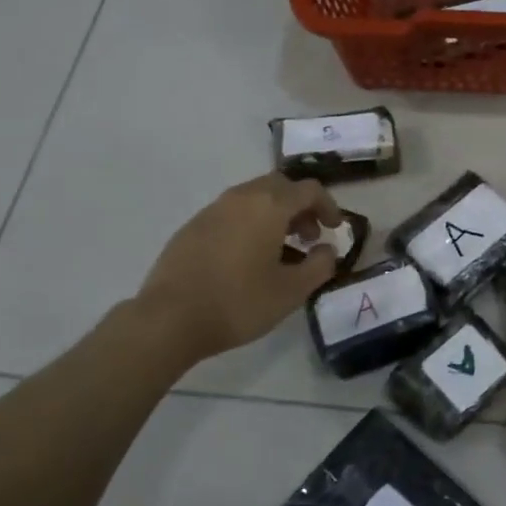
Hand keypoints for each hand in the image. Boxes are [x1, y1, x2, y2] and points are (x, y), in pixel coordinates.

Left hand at [135, 172, 342, 366]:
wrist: (169, 319)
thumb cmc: (239, 303)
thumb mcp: (291, 291)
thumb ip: (320, 265)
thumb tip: (328, 250)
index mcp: (268, 206)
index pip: (309, 189)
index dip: (329, 206)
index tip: (336, 229)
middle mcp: (240, 197)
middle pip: (280, 186)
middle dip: (301, 207)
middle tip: (309, 237)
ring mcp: (212, 210)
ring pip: (253, 198)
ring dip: (275, 215)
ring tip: (281, 251)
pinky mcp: (192, 227)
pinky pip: (231, 213)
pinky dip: (250, 224)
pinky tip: (248, 259)